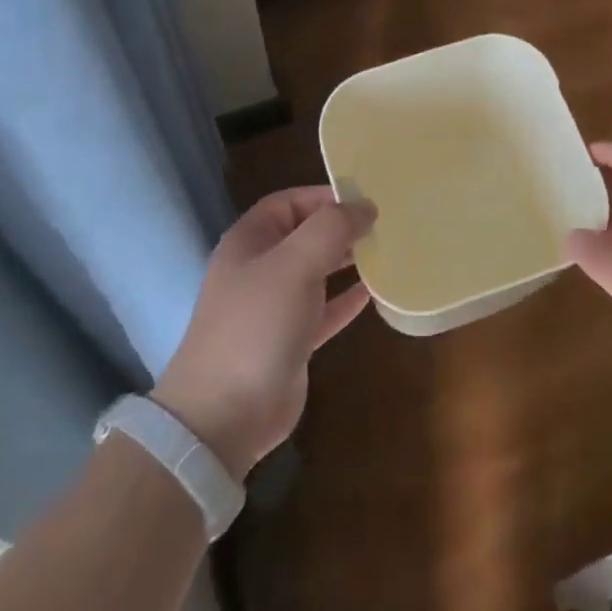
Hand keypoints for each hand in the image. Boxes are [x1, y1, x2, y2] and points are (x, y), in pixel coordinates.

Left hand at [151, 188, 374, 479]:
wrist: (224, 415)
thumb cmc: (256, 324)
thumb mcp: (294, 264)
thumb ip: (332, 228)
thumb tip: (365, 207)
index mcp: (250, 241)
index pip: (290, 202)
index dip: (325, 196)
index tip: (366, 198)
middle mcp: (260, 268)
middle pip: (306, 235)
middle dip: (342, 227)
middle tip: (385, 223)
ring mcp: (274, 307)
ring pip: (317, 272)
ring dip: (348, 261)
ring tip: (387, 250)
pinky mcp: (291, 341)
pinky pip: (324, 310)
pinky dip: (347, 299)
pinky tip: (376, 292)